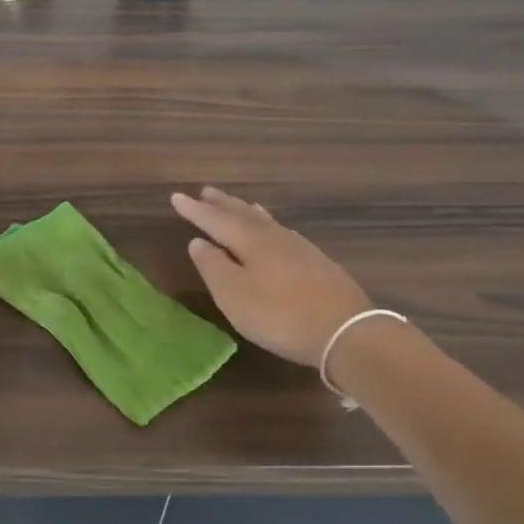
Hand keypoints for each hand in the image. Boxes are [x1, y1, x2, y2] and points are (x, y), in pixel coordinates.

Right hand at [171, 187, 371, 366]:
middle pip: (243, 214)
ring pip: (265, 221)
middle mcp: (274, 237)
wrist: (348, 332)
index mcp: (250, 241)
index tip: (176, 197)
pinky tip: (273, 232)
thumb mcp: (234, 295)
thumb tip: (198, 241)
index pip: (215, 220)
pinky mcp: (317, 263)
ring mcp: (299, 248)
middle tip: (206, 191)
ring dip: (246, 211)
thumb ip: (213, 266)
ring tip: (238, 203)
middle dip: (222, 204)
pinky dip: (268, 225)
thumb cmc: (280, 315)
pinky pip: (282, 232)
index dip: (195, 210)